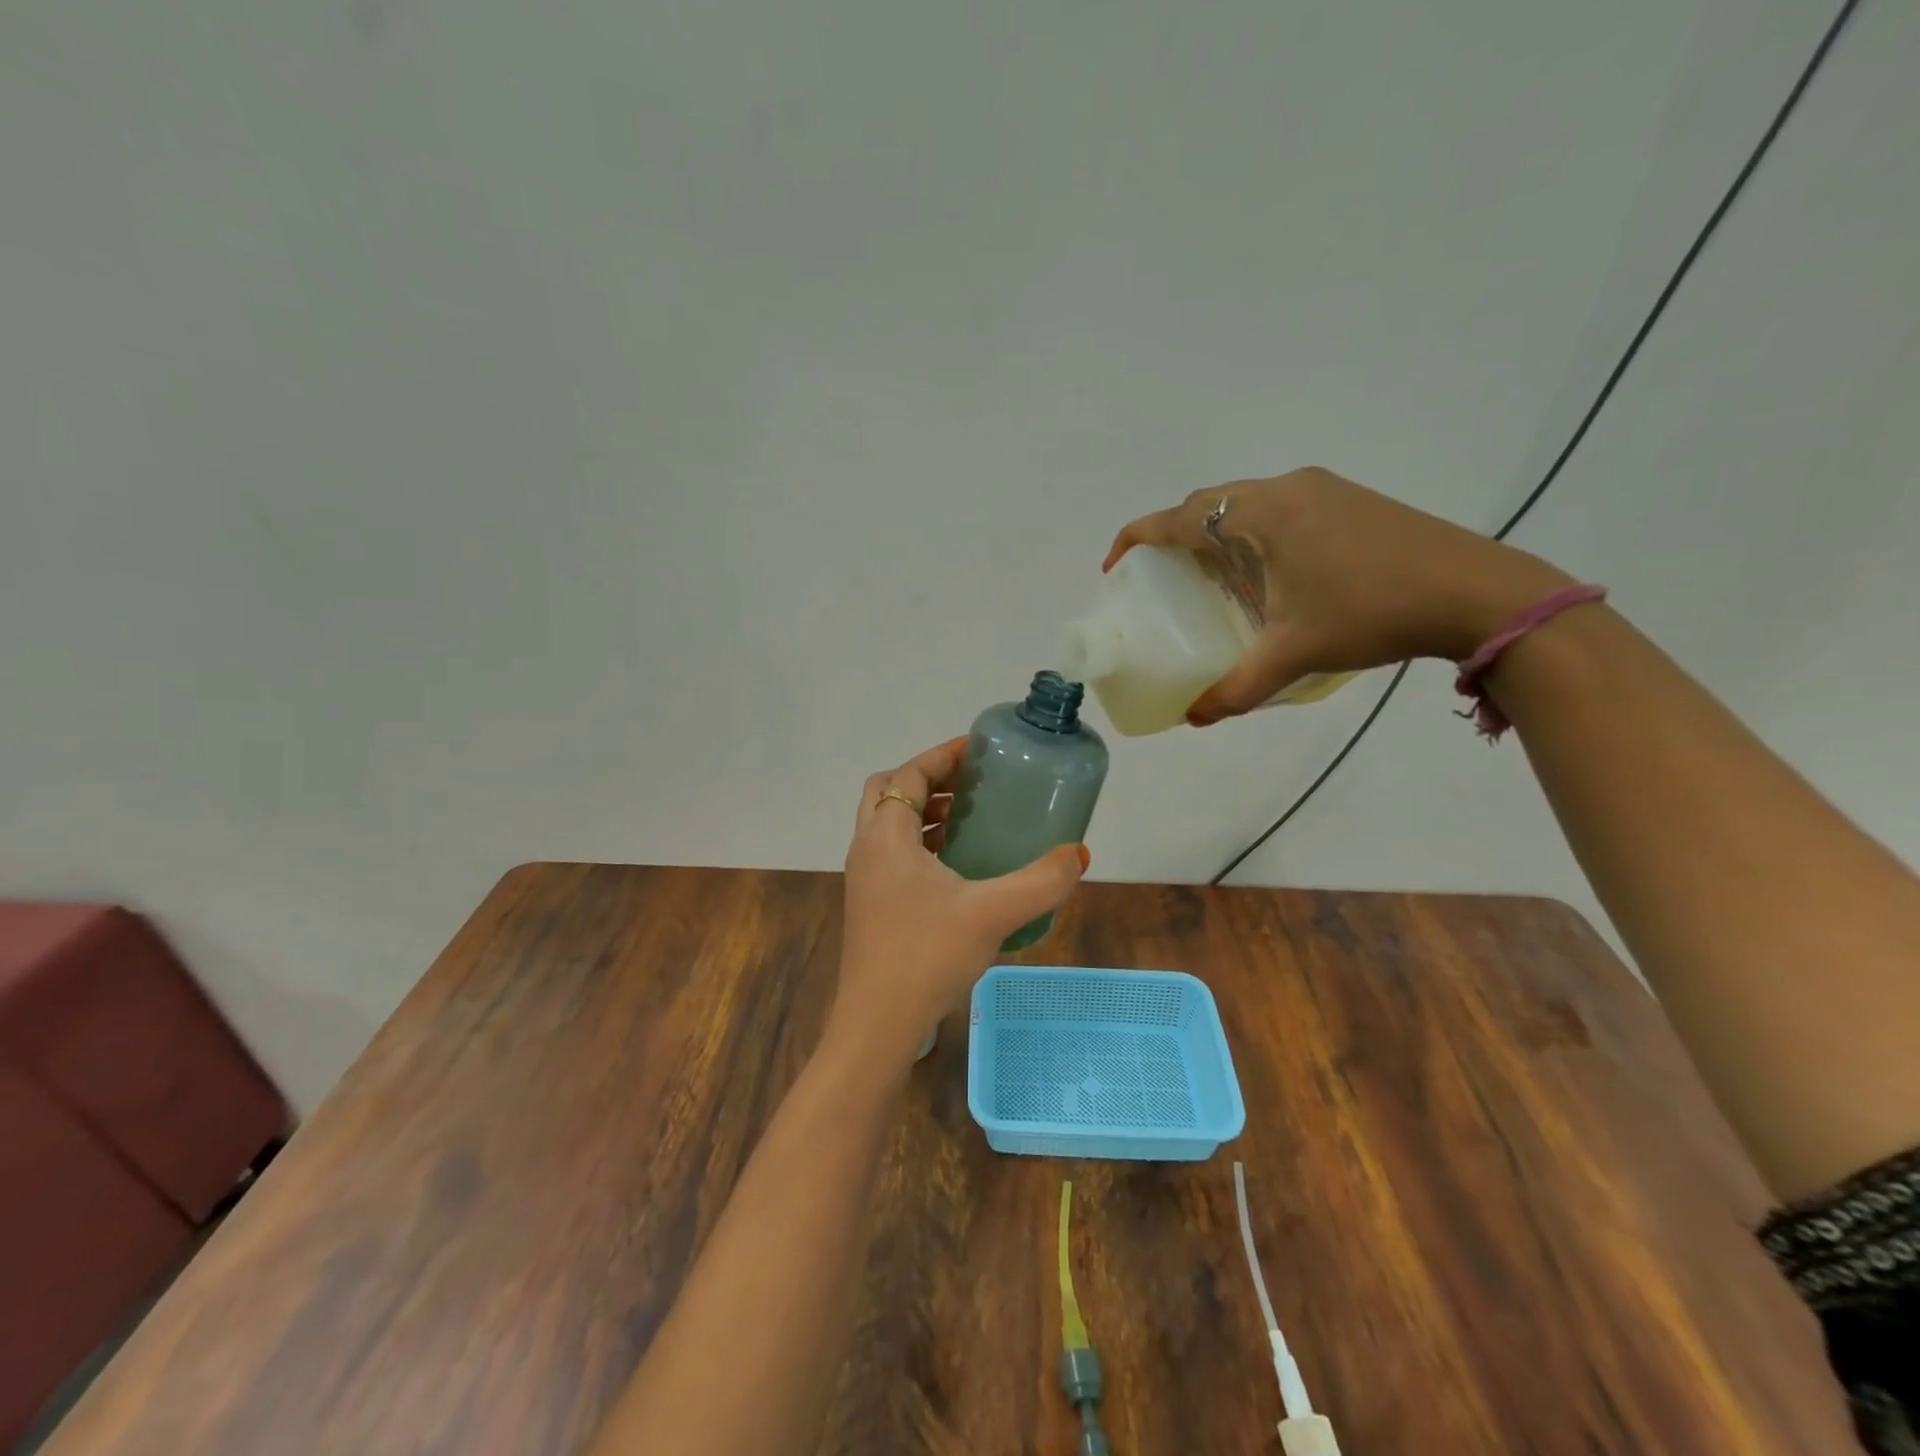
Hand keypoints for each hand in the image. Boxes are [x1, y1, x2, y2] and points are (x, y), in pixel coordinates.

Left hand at [828, 737, 1087, 1067]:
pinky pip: (894, 855)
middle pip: (889, 793)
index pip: (907, 774)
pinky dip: (922, 844)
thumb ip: (1042, 882)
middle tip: (972, 785)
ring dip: (924, 813)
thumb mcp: (992, 914)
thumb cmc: (926, 956)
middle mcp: (868, 850)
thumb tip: (1080, 854)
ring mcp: (866, 880)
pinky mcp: (872, 906)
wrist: (876, 1025)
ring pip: (890, 826)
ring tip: (970, 819)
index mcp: (885, 837)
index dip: (941, 756)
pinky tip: (959, 868)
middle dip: (929, 780)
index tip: (978, 750)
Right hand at [1104, 467, 1573, 723]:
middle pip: (1210, 503)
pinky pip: (1279, 507)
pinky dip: (1252, 532)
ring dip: (1216, 532)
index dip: (1138, 537)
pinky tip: (1265, 572)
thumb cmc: (1373, 613)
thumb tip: (1193, 719)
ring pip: (1247, 502)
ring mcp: (1323, 489)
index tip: (1115, 565)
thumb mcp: (1295, 654)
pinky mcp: (1350, 500)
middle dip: (1174, 535)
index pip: (1180, 516)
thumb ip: (1236, 688)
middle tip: (1162, 577)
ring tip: (1208, 577)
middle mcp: (1287, 488)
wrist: (1478, 592)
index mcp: (1264, 514)